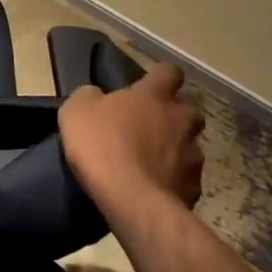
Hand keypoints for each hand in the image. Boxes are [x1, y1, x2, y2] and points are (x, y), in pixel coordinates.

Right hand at [59, 62, 205, 213]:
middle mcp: (181, 119)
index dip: (161, 76)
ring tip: (152, 162)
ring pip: (190, 145)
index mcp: (154, 96)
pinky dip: (174, 179)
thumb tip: (98, 96)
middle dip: (174, 116)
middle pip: (188, 110)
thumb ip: (90, 96)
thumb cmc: (101, 144)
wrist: (130, 199)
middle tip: (150, 126)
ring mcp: (193, 155)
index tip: (149, 83)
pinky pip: (186, 177)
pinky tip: (155, 187)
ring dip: (175, 149)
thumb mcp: (77, 110)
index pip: (169, 72)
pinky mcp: (195, 187)